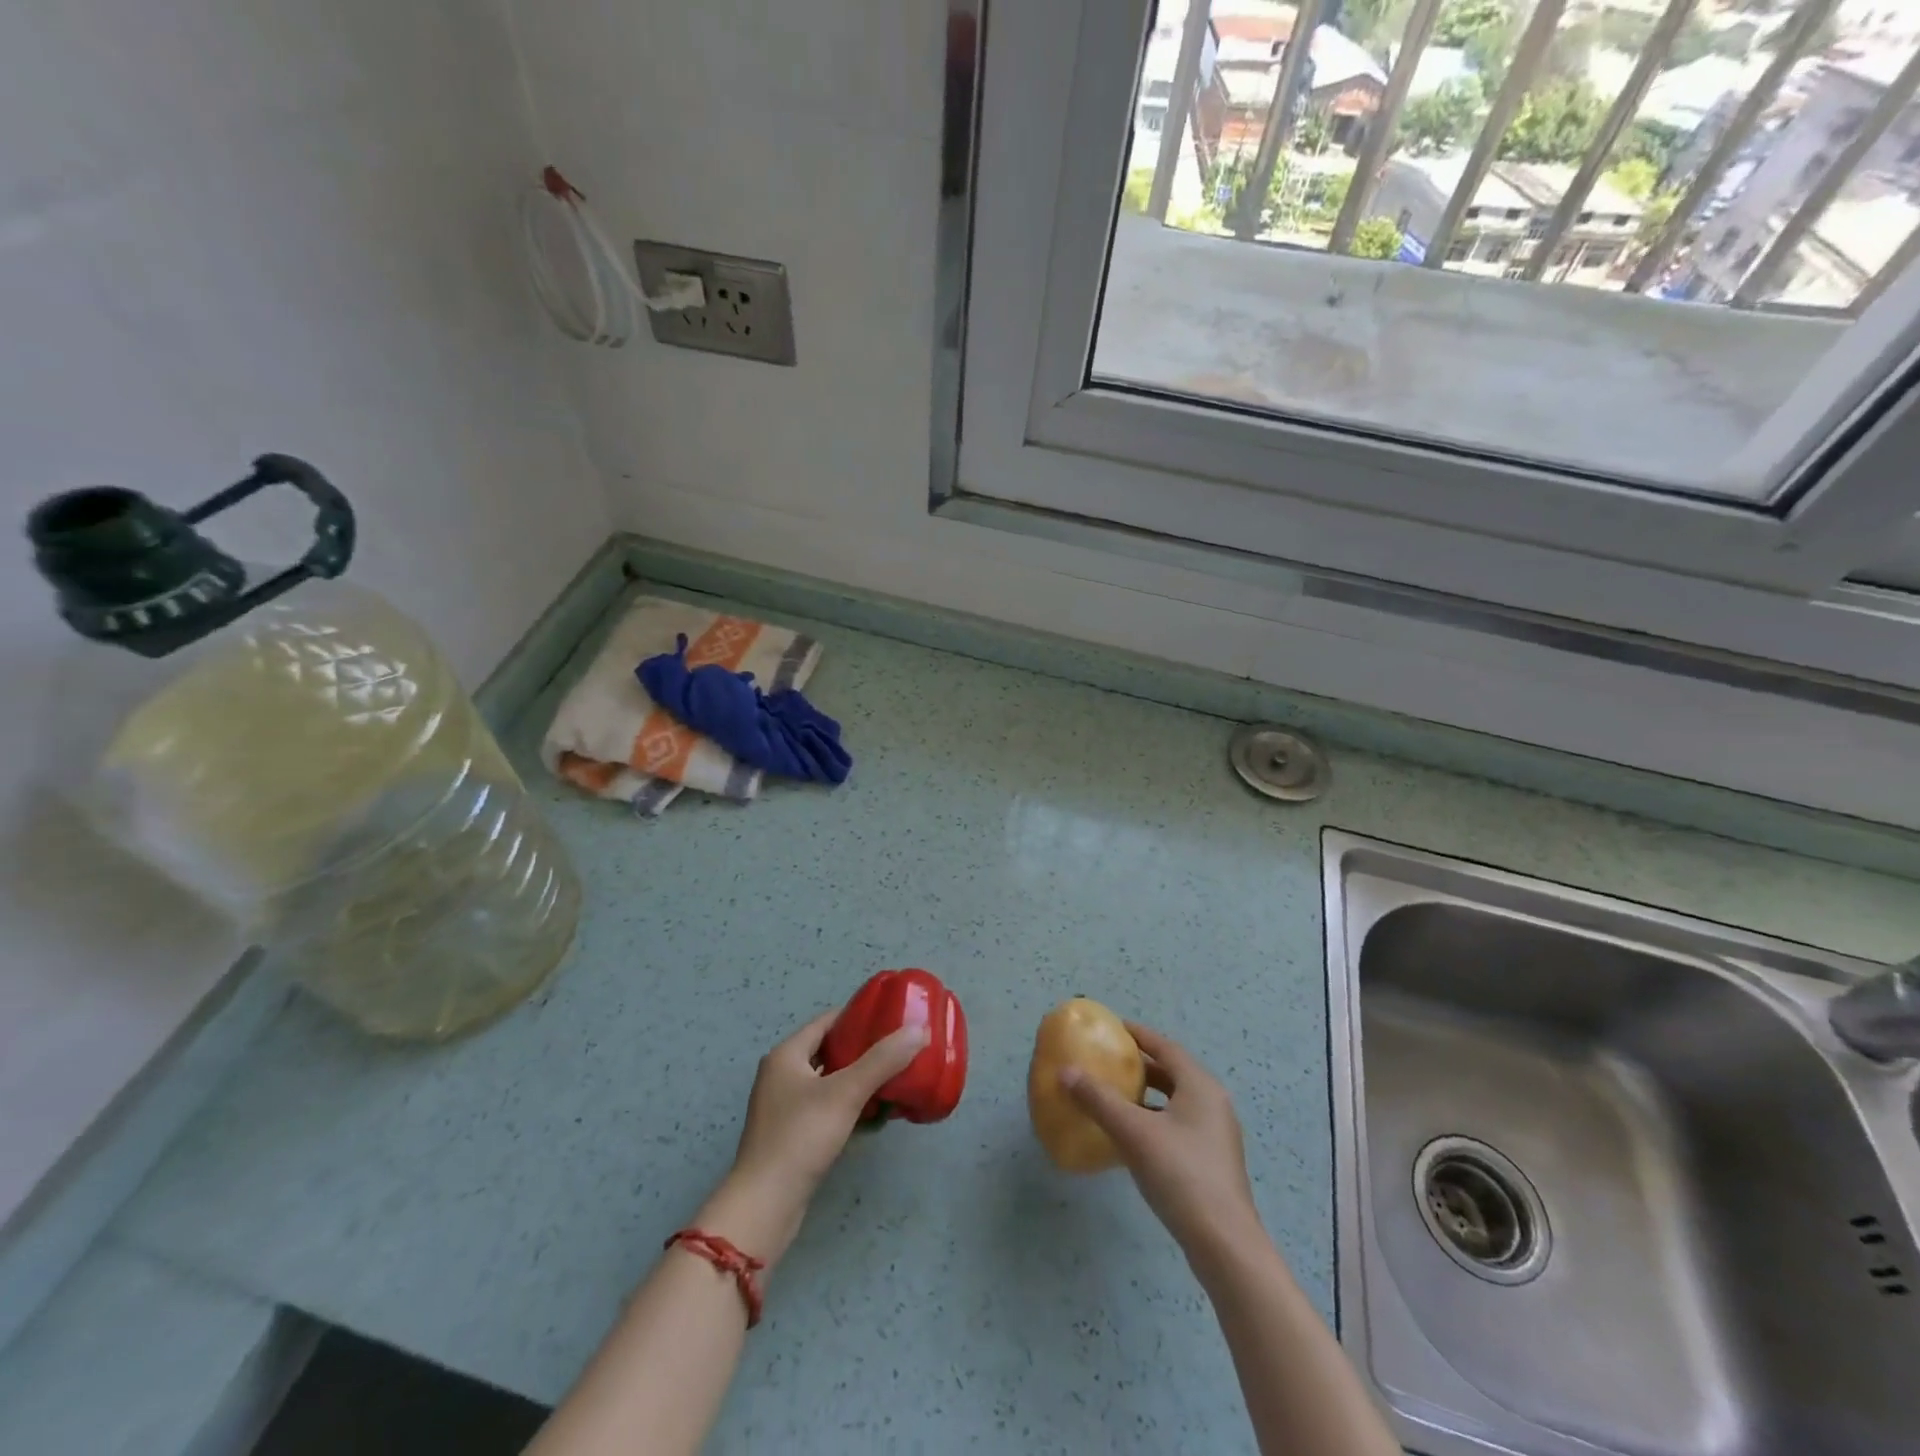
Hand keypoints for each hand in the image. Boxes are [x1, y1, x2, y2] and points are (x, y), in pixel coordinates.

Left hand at [698, 1010, 928, 1266]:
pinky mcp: (791, 1134)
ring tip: (893, 1077)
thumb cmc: (801, 1137)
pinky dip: (848, 1104)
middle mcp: (781, 1075)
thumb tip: (918, 1030)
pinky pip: (826, 1107)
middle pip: (829, 1050)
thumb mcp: (845, 1093)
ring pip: (829, 1080)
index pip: (827, 1021)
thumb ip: (882, 1060)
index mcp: (786, 1055)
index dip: (859, 1016)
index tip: (892, 1017)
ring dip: (857, 1078)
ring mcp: (784, 1107)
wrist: (765, 1205)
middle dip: (863, 1048)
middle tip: (898, 1048)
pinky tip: (873, 1112)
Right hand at [1060, 1022, 1262, 1273]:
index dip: (1139, 1036)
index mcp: (1200, 1086)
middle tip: (1109, 1063)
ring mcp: (1216, 1136)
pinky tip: (1131, 1138)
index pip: (1166, 1047)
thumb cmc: (1180, 1174)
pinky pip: (1178, 1127)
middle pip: (1172, 1073)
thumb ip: (1098, 1099)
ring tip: (1115, 1098)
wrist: (1224, 1245)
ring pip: (1175, 1102)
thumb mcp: (1133, 1132)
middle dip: (1141, 1067)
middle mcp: (1213, 1103)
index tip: (1113, 1028)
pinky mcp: (1212, 1163)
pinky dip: (1154, 1121)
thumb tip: (1065, 1071)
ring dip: (1147, 1096)